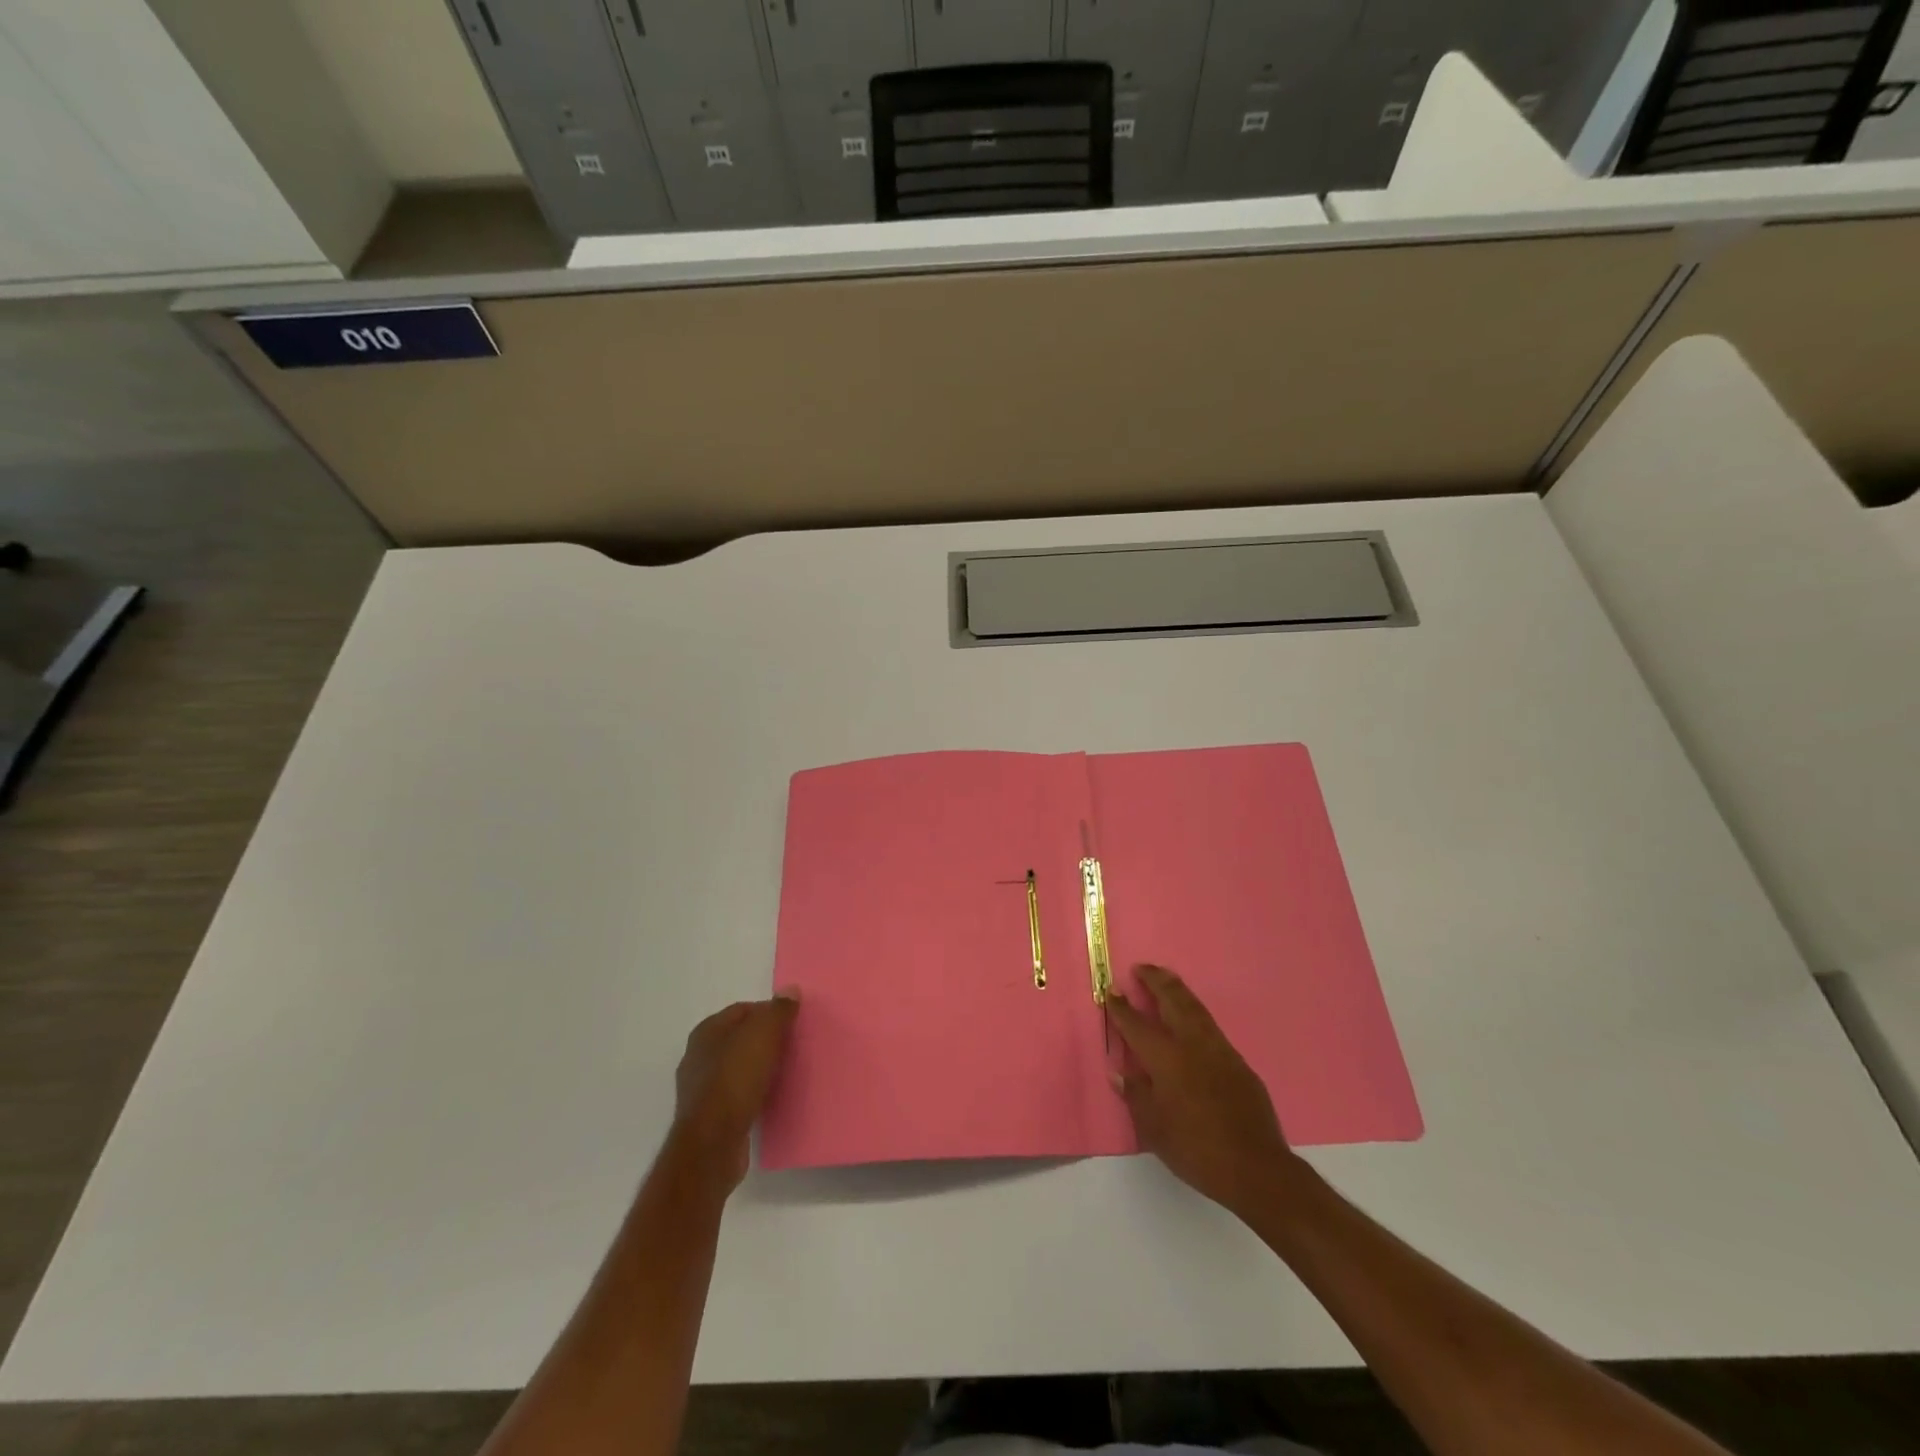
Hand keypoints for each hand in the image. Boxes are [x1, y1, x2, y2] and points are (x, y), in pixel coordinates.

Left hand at [670, 992, 799, 1189]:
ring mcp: (700, 1088)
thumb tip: (790, 990)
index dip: (769, 1012)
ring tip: (785, 1072)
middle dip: (764, 1040)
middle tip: (792, 1045)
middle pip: (739, 1038)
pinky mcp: (708, 1117)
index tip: (793, 1023)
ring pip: (737, 1067)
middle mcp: (698, 1055)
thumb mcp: (764, 1034)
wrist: (713, 1143)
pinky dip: (752, 1092)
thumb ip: (779, 1010)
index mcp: (707, 1030)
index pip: (743, 1009)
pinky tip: (769, 1098)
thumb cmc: (736, 1078)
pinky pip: (736, 1094)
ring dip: (759, 1068)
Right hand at [1107, 964, 1297, 1216]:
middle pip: (1173, 1001)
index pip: (1137, 1025)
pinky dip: (1196, 1014)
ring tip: (1166, 980)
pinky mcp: (1239, 1063)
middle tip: (1141, 968)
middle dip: (1155, 981)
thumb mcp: (1154, 1130)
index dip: (1122, 1008)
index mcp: (1167, 1059)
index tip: (1111, 991)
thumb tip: (1121, 1073)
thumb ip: (1137, 1096)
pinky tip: (1192, 1022)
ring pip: (1196, 1008)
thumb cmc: (1196, 1150)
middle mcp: (1193, 1045)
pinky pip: (1212, 1028)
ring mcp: (1220, 1050)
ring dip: (1178, 990)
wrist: (1256, 1168)